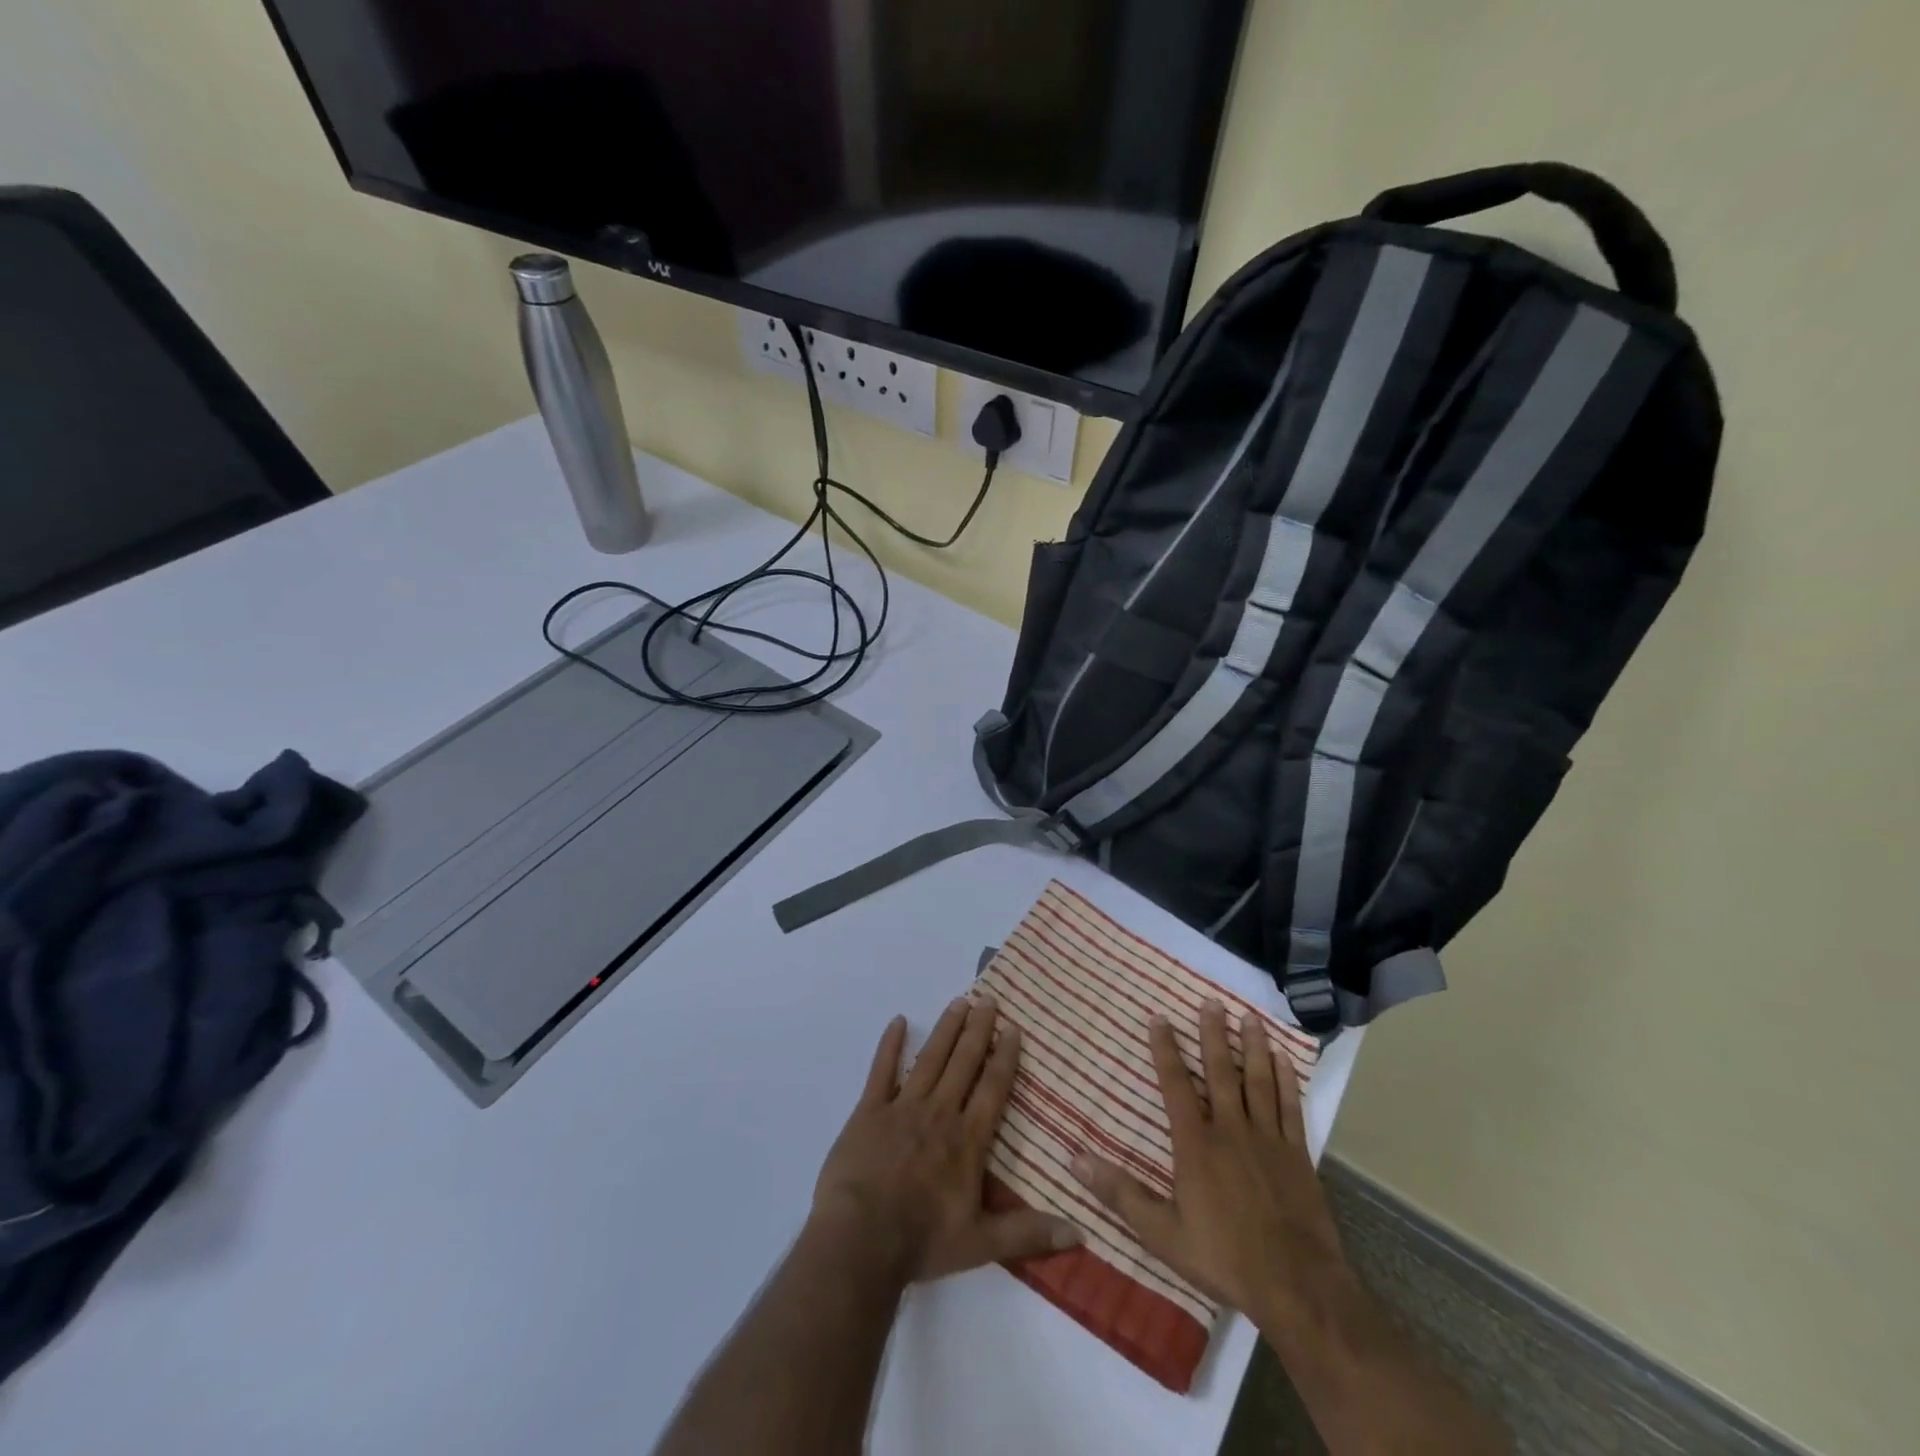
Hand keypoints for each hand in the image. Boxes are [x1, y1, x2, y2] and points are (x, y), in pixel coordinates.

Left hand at [811, 996, 1080, 1285]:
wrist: (860, 1240)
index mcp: (967, 1139)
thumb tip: (1079, 1232)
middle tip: (988, 999)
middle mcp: (939, 1113)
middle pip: (963, 1063)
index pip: (992, 1089)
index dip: (1005, 1058)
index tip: (1013, 1029)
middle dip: (978, 1030)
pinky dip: (890, 1045)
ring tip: (959, 1002)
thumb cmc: (922, 1241)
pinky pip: (881, 1070)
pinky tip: (898, 1021)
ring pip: (930, 1059)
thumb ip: (1029, 1234)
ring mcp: (903, 1107)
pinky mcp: (869, 1110)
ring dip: (946, 1029)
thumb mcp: (981, 1245)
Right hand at [1070, 1003, 1353, 1332]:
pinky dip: (1287, 1081)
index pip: (1176, 1085)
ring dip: (1252, 1047)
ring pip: (1258, 1081)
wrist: (1297, 1286)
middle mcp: (1230, 1130)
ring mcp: (1267, 1139)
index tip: (1160, 1017)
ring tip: (1249, 1016)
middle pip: (1221, 1072)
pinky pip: (1290, 1107)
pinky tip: (1284, 1059)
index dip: (1166, 1050)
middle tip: (1211, 1001)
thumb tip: (1074, 1160)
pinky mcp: (1297, 1154)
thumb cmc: (1224, 1257)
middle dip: (1213, 1034)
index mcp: (1196, 1144)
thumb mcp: (1162, 1233)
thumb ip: (1120, 1193)